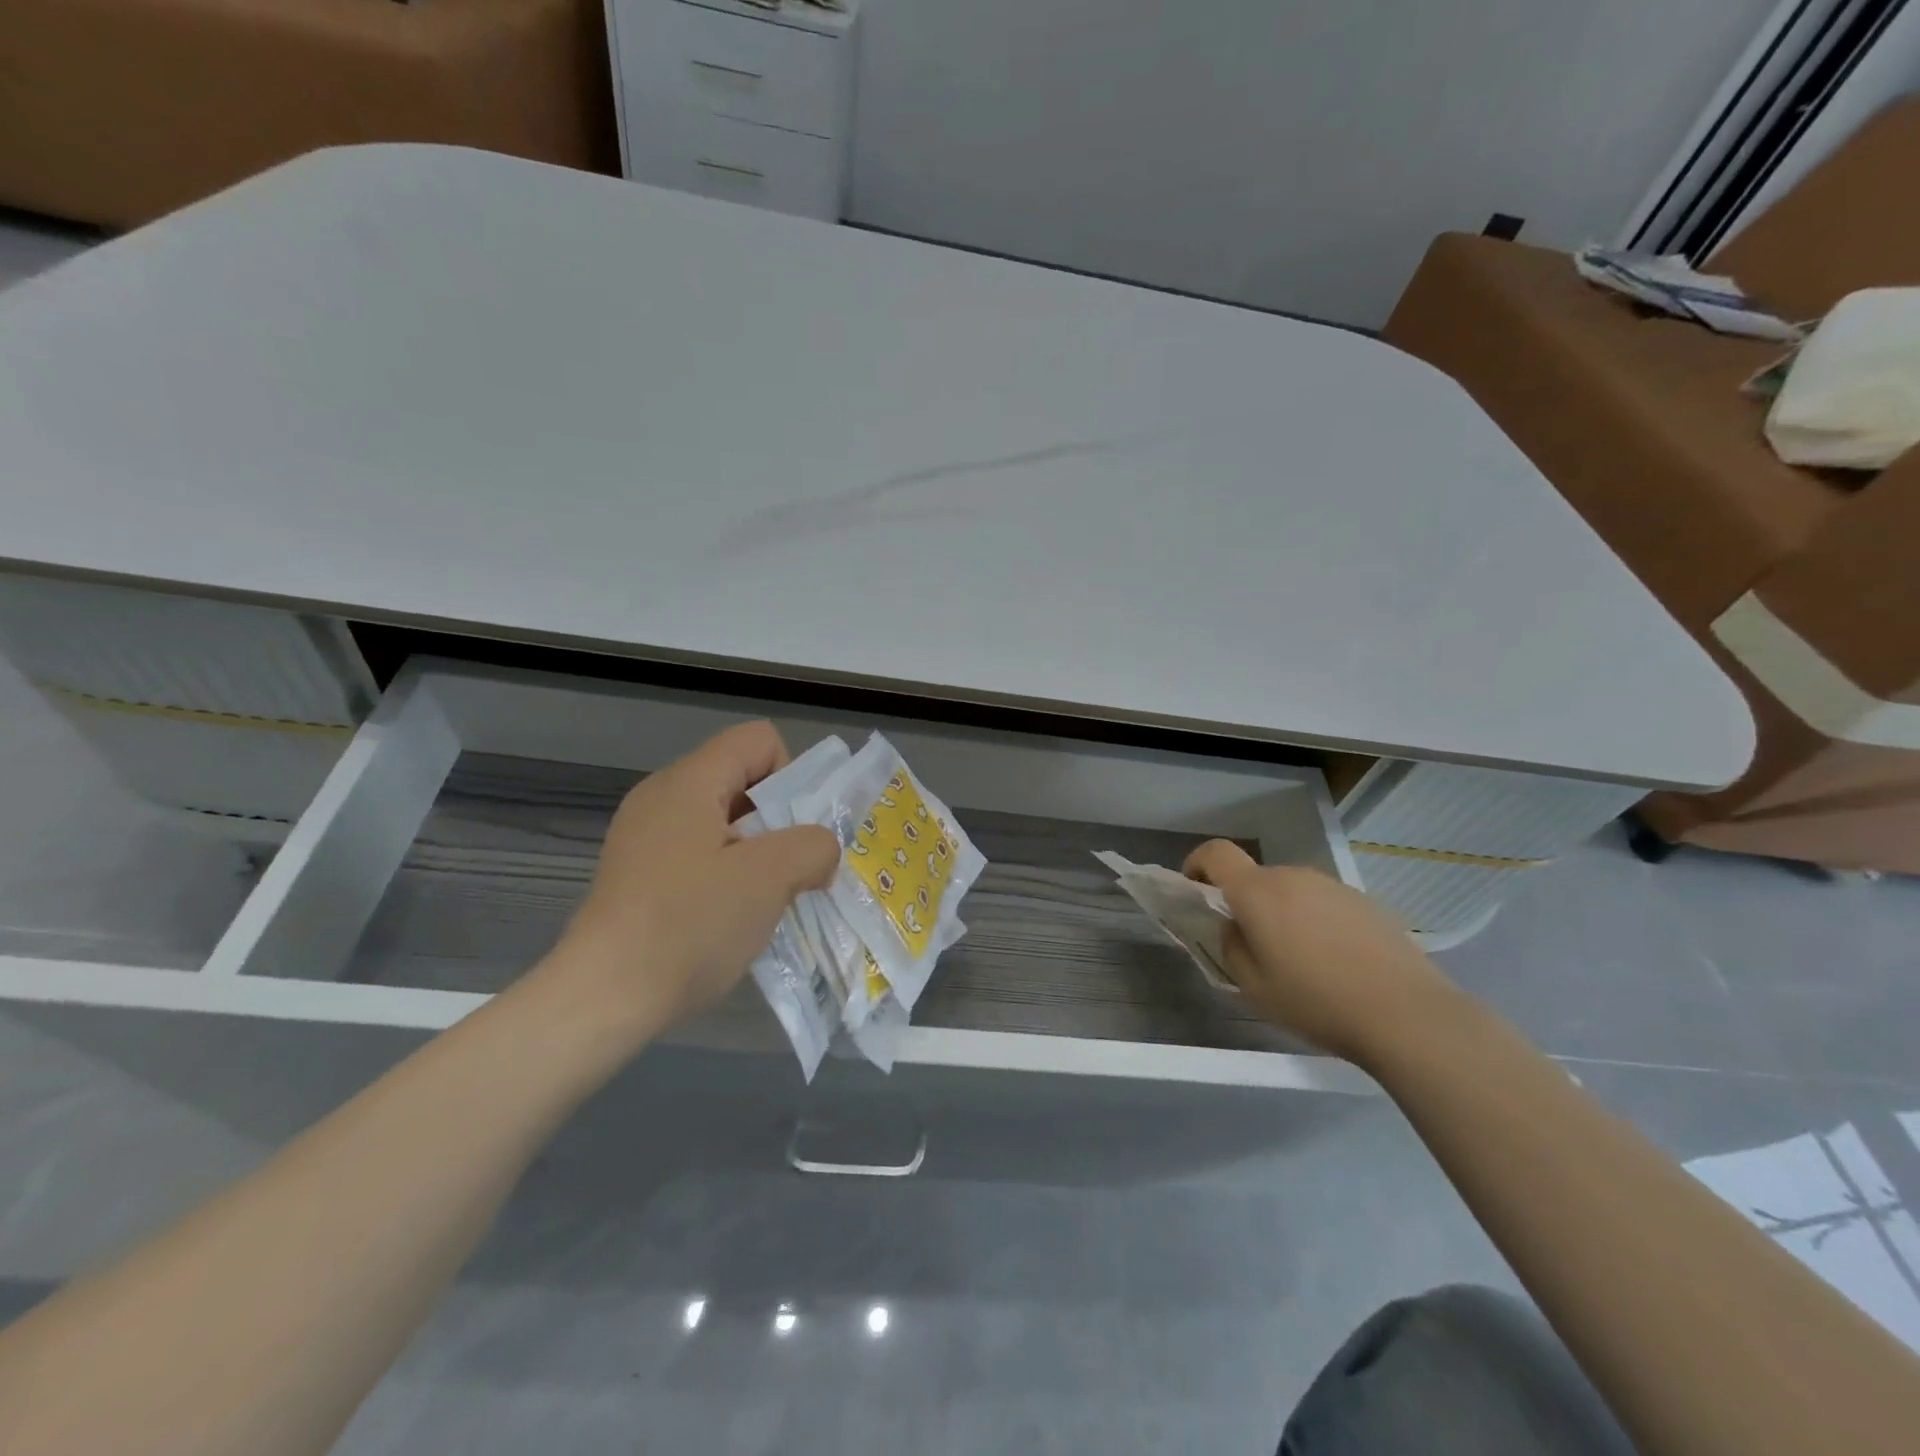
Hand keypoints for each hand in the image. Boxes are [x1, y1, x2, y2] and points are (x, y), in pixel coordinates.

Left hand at [540, 721, 839, 1038]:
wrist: (602, 999)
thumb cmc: (688, 925)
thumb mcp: (769, 878)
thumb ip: (812, 846)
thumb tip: (818, 850)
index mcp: (688, 781)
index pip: (759, 740)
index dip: (791, 776)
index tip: (791, 833)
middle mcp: (661, 797)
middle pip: (742, 780)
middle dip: (778, 821)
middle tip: (787, 872)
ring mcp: (644, 837)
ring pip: (724, 822)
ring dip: (756, 854)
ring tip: (761, 901)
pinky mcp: (638, 874)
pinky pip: (700, 854)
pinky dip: (726, 876)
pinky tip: (728, 918)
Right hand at [1183, 840, 1458, 1061]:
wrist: (1408, 1014)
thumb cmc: (1318, 1002)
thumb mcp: (1255, 987)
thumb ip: (1231, 948)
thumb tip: (1233, 927)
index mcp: (1258, 892)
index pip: (1216, 853)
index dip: (1197, 864)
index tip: (1195, 890)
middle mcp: (1293, 876)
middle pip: (1255, 877)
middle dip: (1245, 903)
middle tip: (1253, 946)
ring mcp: (1333, 886)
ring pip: (1291, 890)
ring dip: (1282, 913)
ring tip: (1300, 960)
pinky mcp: (1365, 901)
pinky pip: (1323, 903)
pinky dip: (1316, 921)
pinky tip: (1336, 962)